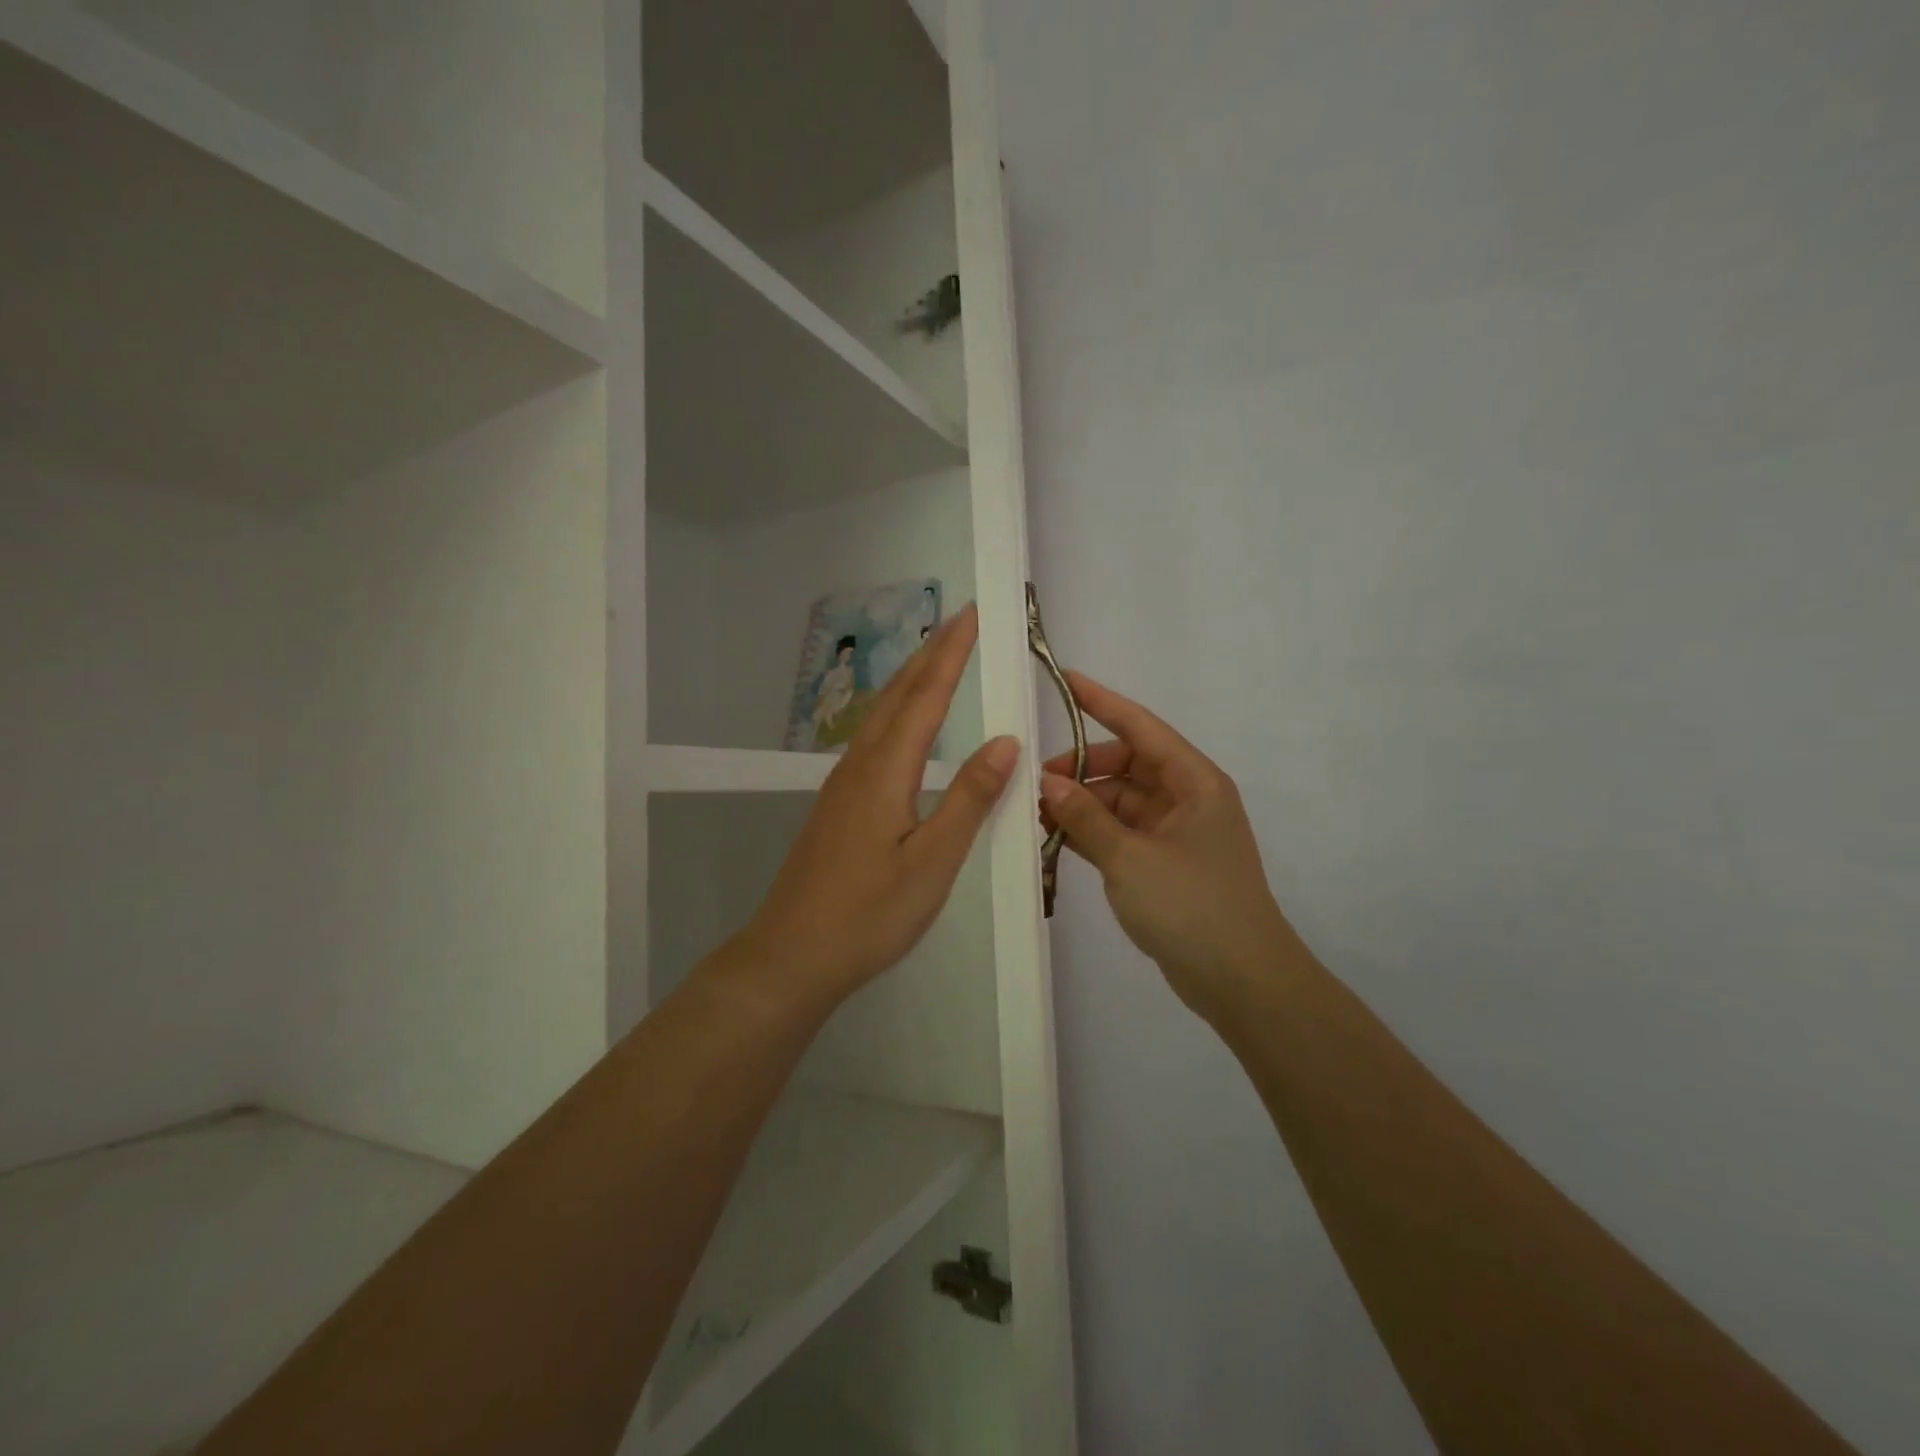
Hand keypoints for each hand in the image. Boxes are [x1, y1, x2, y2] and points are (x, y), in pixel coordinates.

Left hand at [720, 604, 1018, 1015]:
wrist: (791, 954)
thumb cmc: (869, 914)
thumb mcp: (932, 861)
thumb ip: (969, 798)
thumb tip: (1005, 741)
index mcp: (885, 772)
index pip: (925, 698)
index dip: (951, 655)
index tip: (970, 615)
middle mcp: (859, 766)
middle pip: (897, 696)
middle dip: (930, 655)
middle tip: (958, 620)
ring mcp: (841, 785)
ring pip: (880, 715)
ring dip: (910, 680)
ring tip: (935, 657)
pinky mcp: (836, 805)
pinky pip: (871, 739)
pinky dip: (894, 712)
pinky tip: (900, 725)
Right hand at [1039, 673, 1303, 1023]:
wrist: (1242, 982)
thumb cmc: (1192, 906)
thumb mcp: (1130, 858)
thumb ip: (1085, 817)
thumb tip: (1047, 782)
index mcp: (1193, 781)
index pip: (1140, 726)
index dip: (1100, 701)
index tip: (1064, 680)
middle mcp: (1187, 798)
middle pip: (1126, 765)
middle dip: (1080, 769)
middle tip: (1034, 783)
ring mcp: (1175, 832)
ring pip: (1119, 801)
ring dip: (1082, 804)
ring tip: (1035, 813)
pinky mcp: (1164, 863)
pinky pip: (1121, 832)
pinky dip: (1091, 832)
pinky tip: (1055, 837)